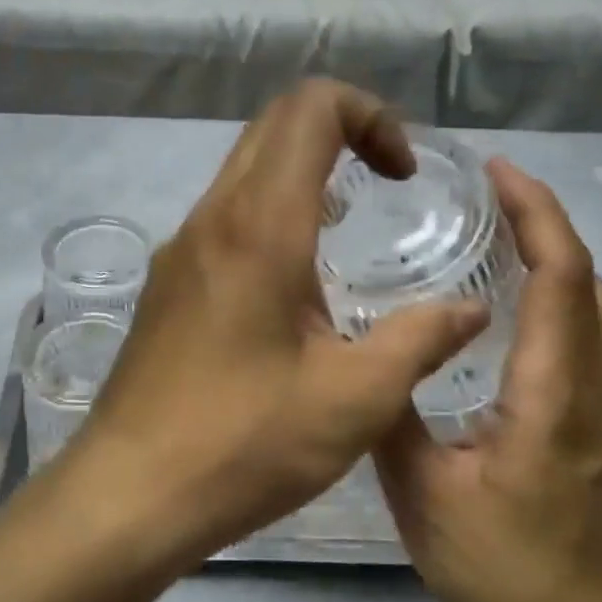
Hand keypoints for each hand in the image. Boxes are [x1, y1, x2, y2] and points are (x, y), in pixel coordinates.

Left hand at [58, 81, 488, 568]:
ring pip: (244, 169)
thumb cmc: (245, 444)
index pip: (309, 109)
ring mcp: (179, 249)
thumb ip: (421, 340)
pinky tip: (295, 280)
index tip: (401, 175)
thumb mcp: (355, 399)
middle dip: (340, 131)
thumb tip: (471, 309)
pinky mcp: (166, 283)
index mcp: (259, 226)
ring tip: (347, 229)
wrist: (130, 493)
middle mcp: (211, 219)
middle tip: (385, 185)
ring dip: (302, 173)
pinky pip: (224, 215)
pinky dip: (270, 211)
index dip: (369, 114)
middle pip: (273, 126)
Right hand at [375, 161, 601, 601]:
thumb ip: (394, 415)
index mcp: (553, 396)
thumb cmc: (500, 571)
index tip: (498, 172)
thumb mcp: (421, 492)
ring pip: (599, 308)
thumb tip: (370, 354)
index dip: (537, 214)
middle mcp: (595, 391)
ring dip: (558, 259)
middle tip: (487, 198)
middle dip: (547, 223)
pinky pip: (593, 337)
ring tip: (497, 240)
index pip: (560, 279)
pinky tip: (511, 310)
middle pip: (589, 280)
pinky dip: (562, 297)